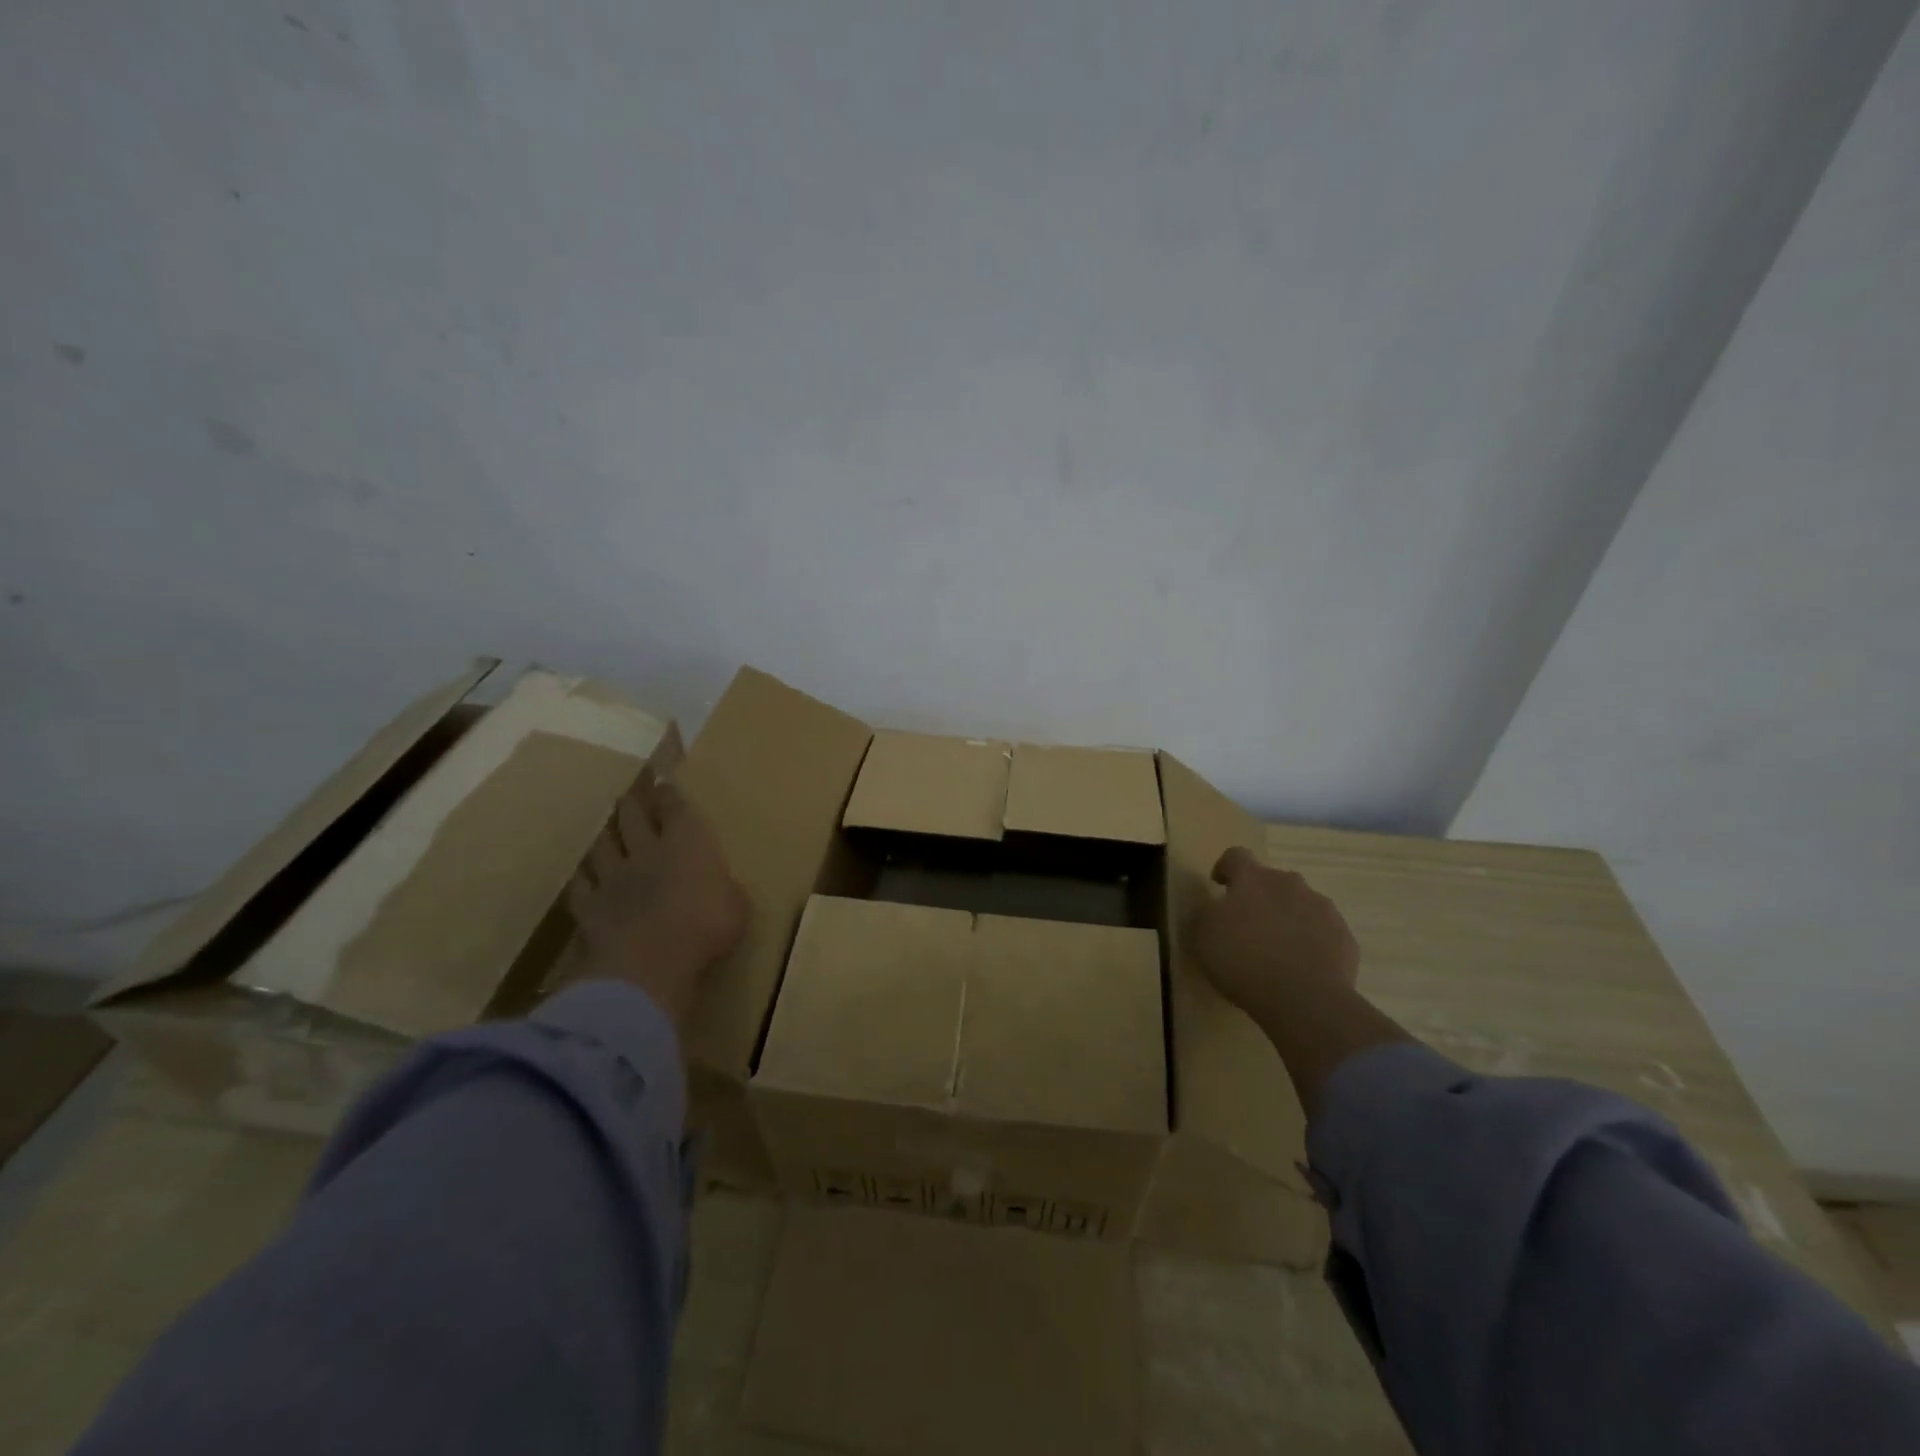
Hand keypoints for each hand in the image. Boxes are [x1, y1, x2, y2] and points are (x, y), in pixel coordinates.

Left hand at [565, 766, 749, 1031]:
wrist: (650, 962)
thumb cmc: (706, 928)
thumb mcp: (736, 907)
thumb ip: (725, 889)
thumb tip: (722, 885)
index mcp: (688, 844)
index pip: (676, 810)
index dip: (669, 796)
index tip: (664, 785)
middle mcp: (648, 851)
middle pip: (634, 818)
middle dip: (634, 804)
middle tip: (631, 796)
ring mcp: (614, 877)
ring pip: (603, 846)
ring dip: (605, 835)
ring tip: (605, 828)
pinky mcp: (589, 906)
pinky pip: (581, 885)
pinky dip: (582, 877)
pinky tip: (581, 875)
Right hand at [1190, 847, 1359, 1029]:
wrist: (1304, 999)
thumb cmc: (1243, 959)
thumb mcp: (1202, 935)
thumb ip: (1205, 913)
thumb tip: (1212, 907)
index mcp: (1253, 878)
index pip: (1236, 856)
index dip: (1225, 868)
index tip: (1218, 885)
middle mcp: (1290, 884)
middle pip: (1272, 880)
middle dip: (1260, 896)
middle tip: (1247, 925)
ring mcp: (1322, 910)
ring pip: (1301, 905)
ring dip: (1287, 918)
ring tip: (1276, 950)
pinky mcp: (1345, 939)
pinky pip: (1323, 933)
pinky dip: (1311, 943)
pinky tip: (1301, 968)